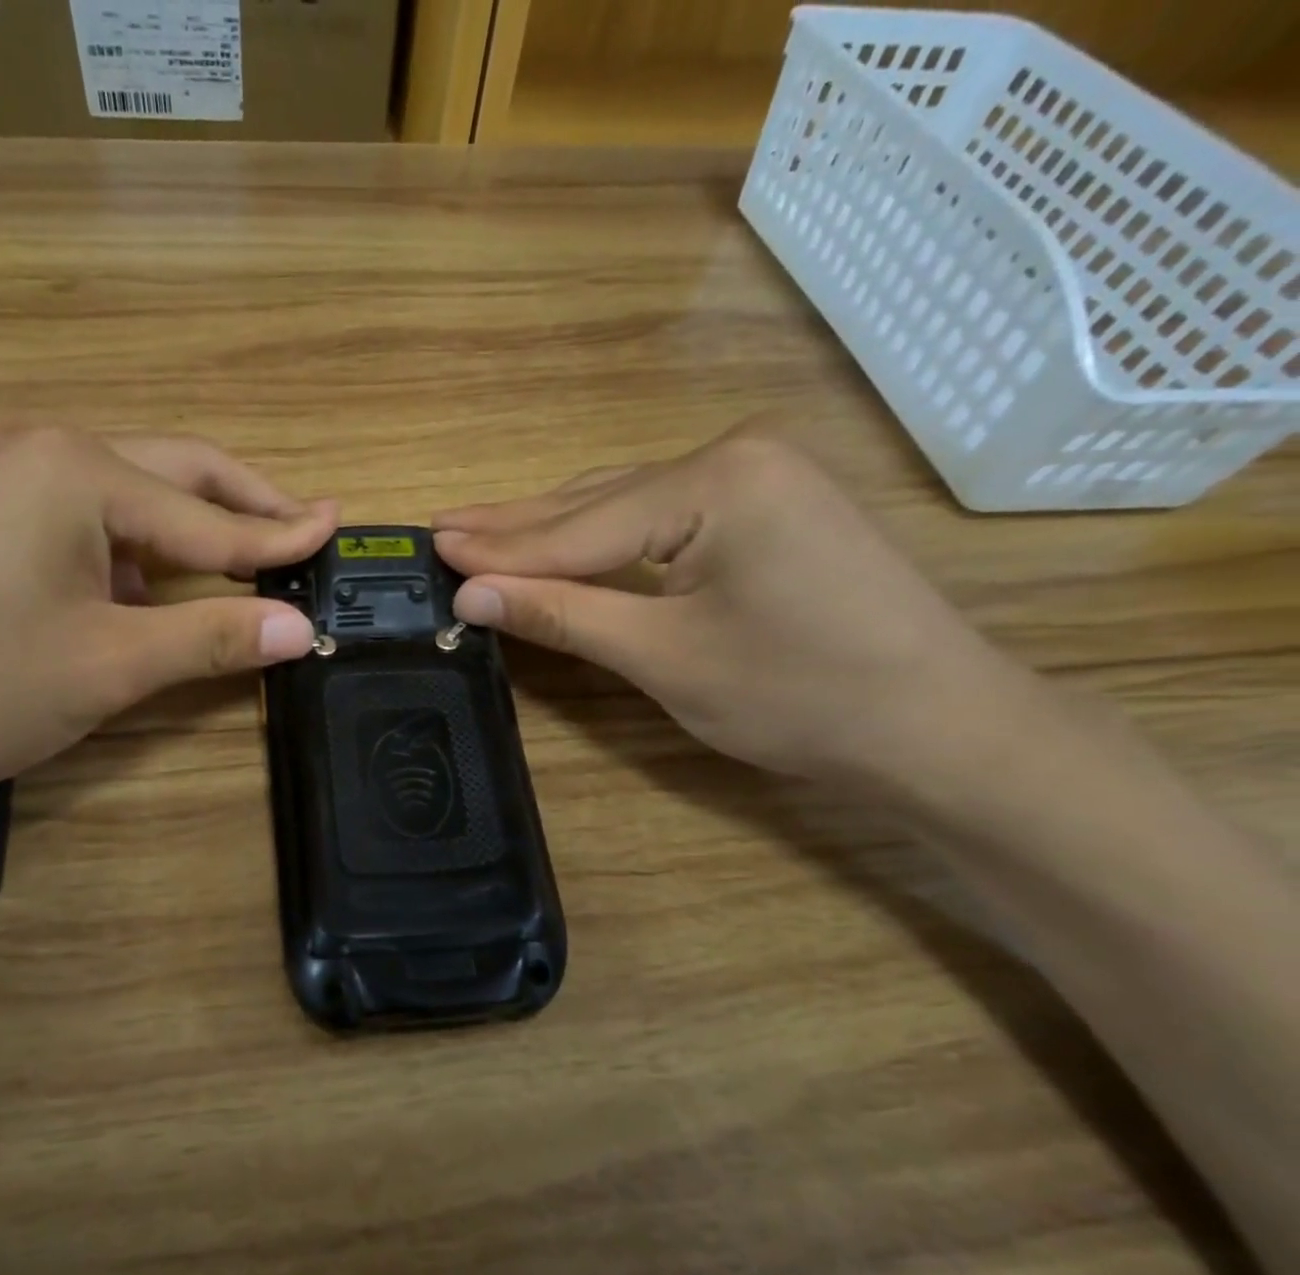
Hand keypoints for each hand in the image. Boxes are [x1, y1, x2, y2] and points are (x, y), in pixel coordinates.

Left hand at [0, 427, 335, 802]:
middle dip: (246, 506)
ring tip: (250, 564)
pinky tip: (161, 589)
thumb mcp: (107, 666)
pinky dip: (143, 554)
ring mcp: (12, 485)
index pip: (212, 515)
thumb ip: (211, 638)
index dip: (281, 536)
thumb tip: (302, 629)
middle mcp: (50, 456)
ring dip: (195, 532)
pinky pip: (93, 526)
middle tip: (306, 533)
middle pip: (178, 475)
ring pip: (135, 500)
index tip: (341, 529)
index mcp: (83, 473)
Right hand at [432, 427, 1029, 792]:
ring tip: (482, 531)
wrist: (938, 726)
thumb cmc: (799, 695)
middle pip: (596, 502)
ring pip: (625, 506)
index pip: (578, 526)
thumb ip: (563, 615)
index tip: (429, 544)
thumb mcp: (664, 658)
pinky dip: (604, 539)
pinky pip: (661, 518)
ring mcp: (758, 477)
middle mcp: (735, 456)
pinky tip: (563, 541)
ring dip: (554, 528)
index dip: (498, 547)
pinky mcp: (768, 508)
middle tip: (442, 525)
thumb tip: (470, 594)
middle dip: (517, 524)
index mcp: (714, 481)